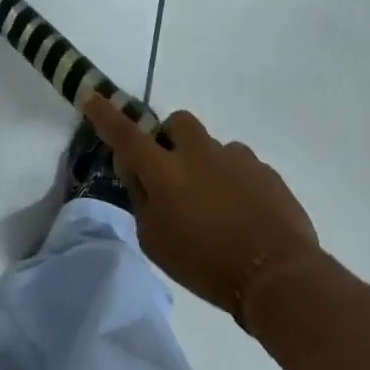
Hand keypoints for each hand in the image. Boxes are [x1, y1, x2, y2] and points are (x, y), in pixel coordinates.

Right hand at [83, 96, 321, 330]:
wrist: (279, 275)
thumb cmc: (206, 265)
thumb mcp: (156, 241)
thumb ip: (142, 199)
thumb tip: (137, 171)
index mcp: (166, 172)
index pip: (126, 134)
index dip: (105, 114)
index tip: (90, 94)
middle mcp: (200, 154)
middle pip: (178, 123)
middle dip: (170, 139)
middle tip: (173, 173)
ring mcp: (237, 158)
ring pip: (212, 147)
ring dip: (206, 166)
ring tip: (216, 207)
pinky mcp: (266, 171)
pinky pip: (240, 166)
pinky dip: (234, 183)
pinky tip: (243, 216)